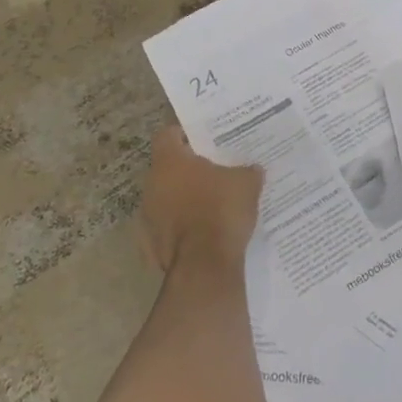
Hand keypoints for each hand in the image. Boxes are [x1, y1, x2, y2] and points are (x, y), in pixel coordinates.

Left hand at [139, 127, 263, 271]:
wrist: (204, 266)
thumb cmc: (221, 211)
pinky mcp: (150, 246)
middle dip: (187, 170)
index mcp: (169, 161)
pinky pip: (167, 229)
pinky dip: (180, 230)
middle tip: (213, 171)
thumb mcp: (246, 183)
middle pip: (167, 168)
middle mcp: (152, 184)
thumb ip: (247, 171)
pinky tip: (202, 235)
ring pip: (165, 199)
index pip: (167, 134)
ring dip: (182, 200)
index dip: (184, 135)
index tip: (202, 140)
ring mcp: (148, 217)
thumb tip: (253, 169)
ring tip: (210, 204)